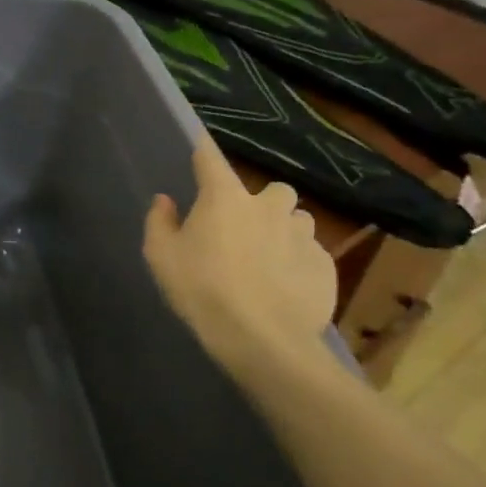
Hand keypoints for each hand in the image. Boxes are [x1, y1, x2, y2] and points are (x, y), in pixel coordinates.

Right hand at [142, 137, 337, 377]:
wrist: (262, 339)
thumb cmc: (202, 290)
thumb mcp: (161, 257)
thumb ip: (160, 222)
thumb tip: (165, 201)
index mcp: (225, 198)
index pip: (211, 159)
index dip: (203, 151)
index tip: (200, 146)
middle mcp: (268, 207)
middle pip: (273, 190)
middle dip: (261, 203)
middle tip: (244, 228)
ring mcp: (303, 236)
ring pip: (297, 220)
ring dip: (283, 230)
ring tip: (268, 257)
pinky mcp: (325, 266)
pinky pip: (312, 253)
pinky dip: (298, 261)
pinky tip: (284, 285)